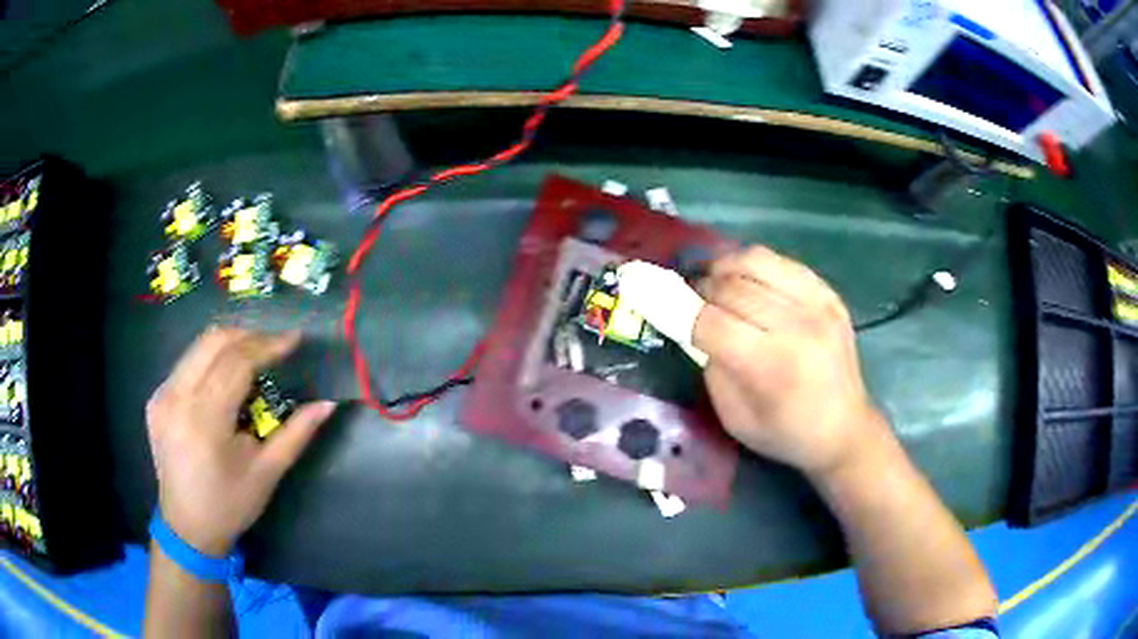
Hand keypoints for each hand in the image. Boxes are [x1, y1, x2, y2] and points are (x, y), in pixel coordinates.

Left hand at [146, 327, 335, 555]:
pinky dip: (211, 361)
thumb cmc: (230, 505)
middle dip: (249, 335)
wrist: (186, 527)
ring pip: (197, 347)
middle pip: (213, 342)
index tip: (294, 339)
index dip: (267, 345)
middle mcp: (177, 397)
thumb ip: (296, 434)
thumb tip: (327, 404)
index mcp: (204, 419)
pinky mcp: (157, 398)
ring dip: (229, 344)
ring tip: (256, 355)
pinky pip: (187, 364)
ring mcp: (162, 395)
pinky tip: (226, 378)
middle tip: (276, 344)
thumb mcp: (267, 473)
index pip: (236, 362)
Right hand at [693, 246, 888, 477]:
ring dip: (725, 267)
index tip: (670, 308)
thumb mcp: (734, 418)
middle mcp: (796, 327)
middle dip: (702, 289)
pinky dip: (756, 265)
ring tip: (716, 279)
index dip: (682, 310)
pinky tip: (749, 280)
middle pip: (731, 287)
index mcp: (770, 366)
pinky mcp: (829, 295)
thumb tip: (696, 324)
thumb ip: (712, 368)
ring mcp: (817, 305)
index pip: (710, 321)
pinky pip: (783, 262)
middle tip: (692, 297)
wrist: (844, 428)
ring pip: (756, 261)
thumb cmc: (785, 433)